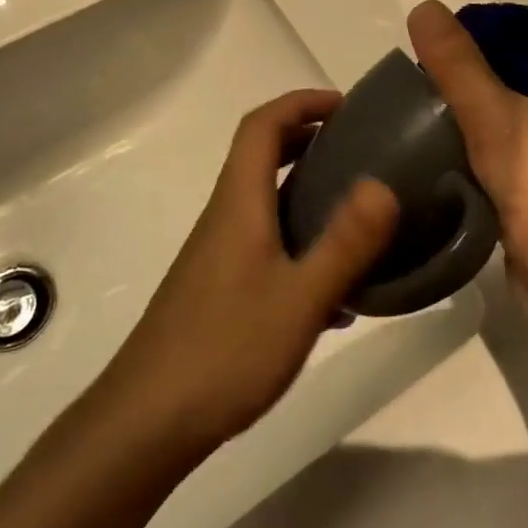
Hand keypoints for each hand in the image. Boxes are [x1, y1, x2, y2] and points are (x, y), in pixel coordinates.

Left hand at [104, 90, 399, 458]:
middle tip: (360, 150)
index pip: (263, 125)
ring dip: (307, 191)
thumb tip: (383, 184)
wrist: (144, 425)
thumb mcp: (299, 299)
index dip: (302, 102)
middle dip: (309, 139)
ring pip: (265, 201)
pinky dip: (300, 240)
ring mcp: (217, 254)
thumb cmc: (224, 352)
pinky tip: (334, 292)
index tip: (347, 106)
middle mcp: (225, 217)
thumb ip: (345, 242)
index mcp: (239, 203)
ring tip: (358, 213)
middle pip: (262, 155)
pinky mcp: (218, 288)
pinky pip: (265, 242)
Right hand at [407, 1, 527, 304]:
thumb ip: (457, 63)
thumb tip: (424, 7)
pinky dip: (475, 151)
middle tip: (414, 86)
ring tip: (417, 117)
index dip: (473, 38)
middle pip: (509, 79)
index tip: (426, 50)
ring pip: (505, 120)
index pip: (518, 41)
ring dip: (466, 118)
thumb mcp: (493, 115)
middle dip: (463, 79)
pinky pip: (504, 155)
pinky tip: (440, 158)